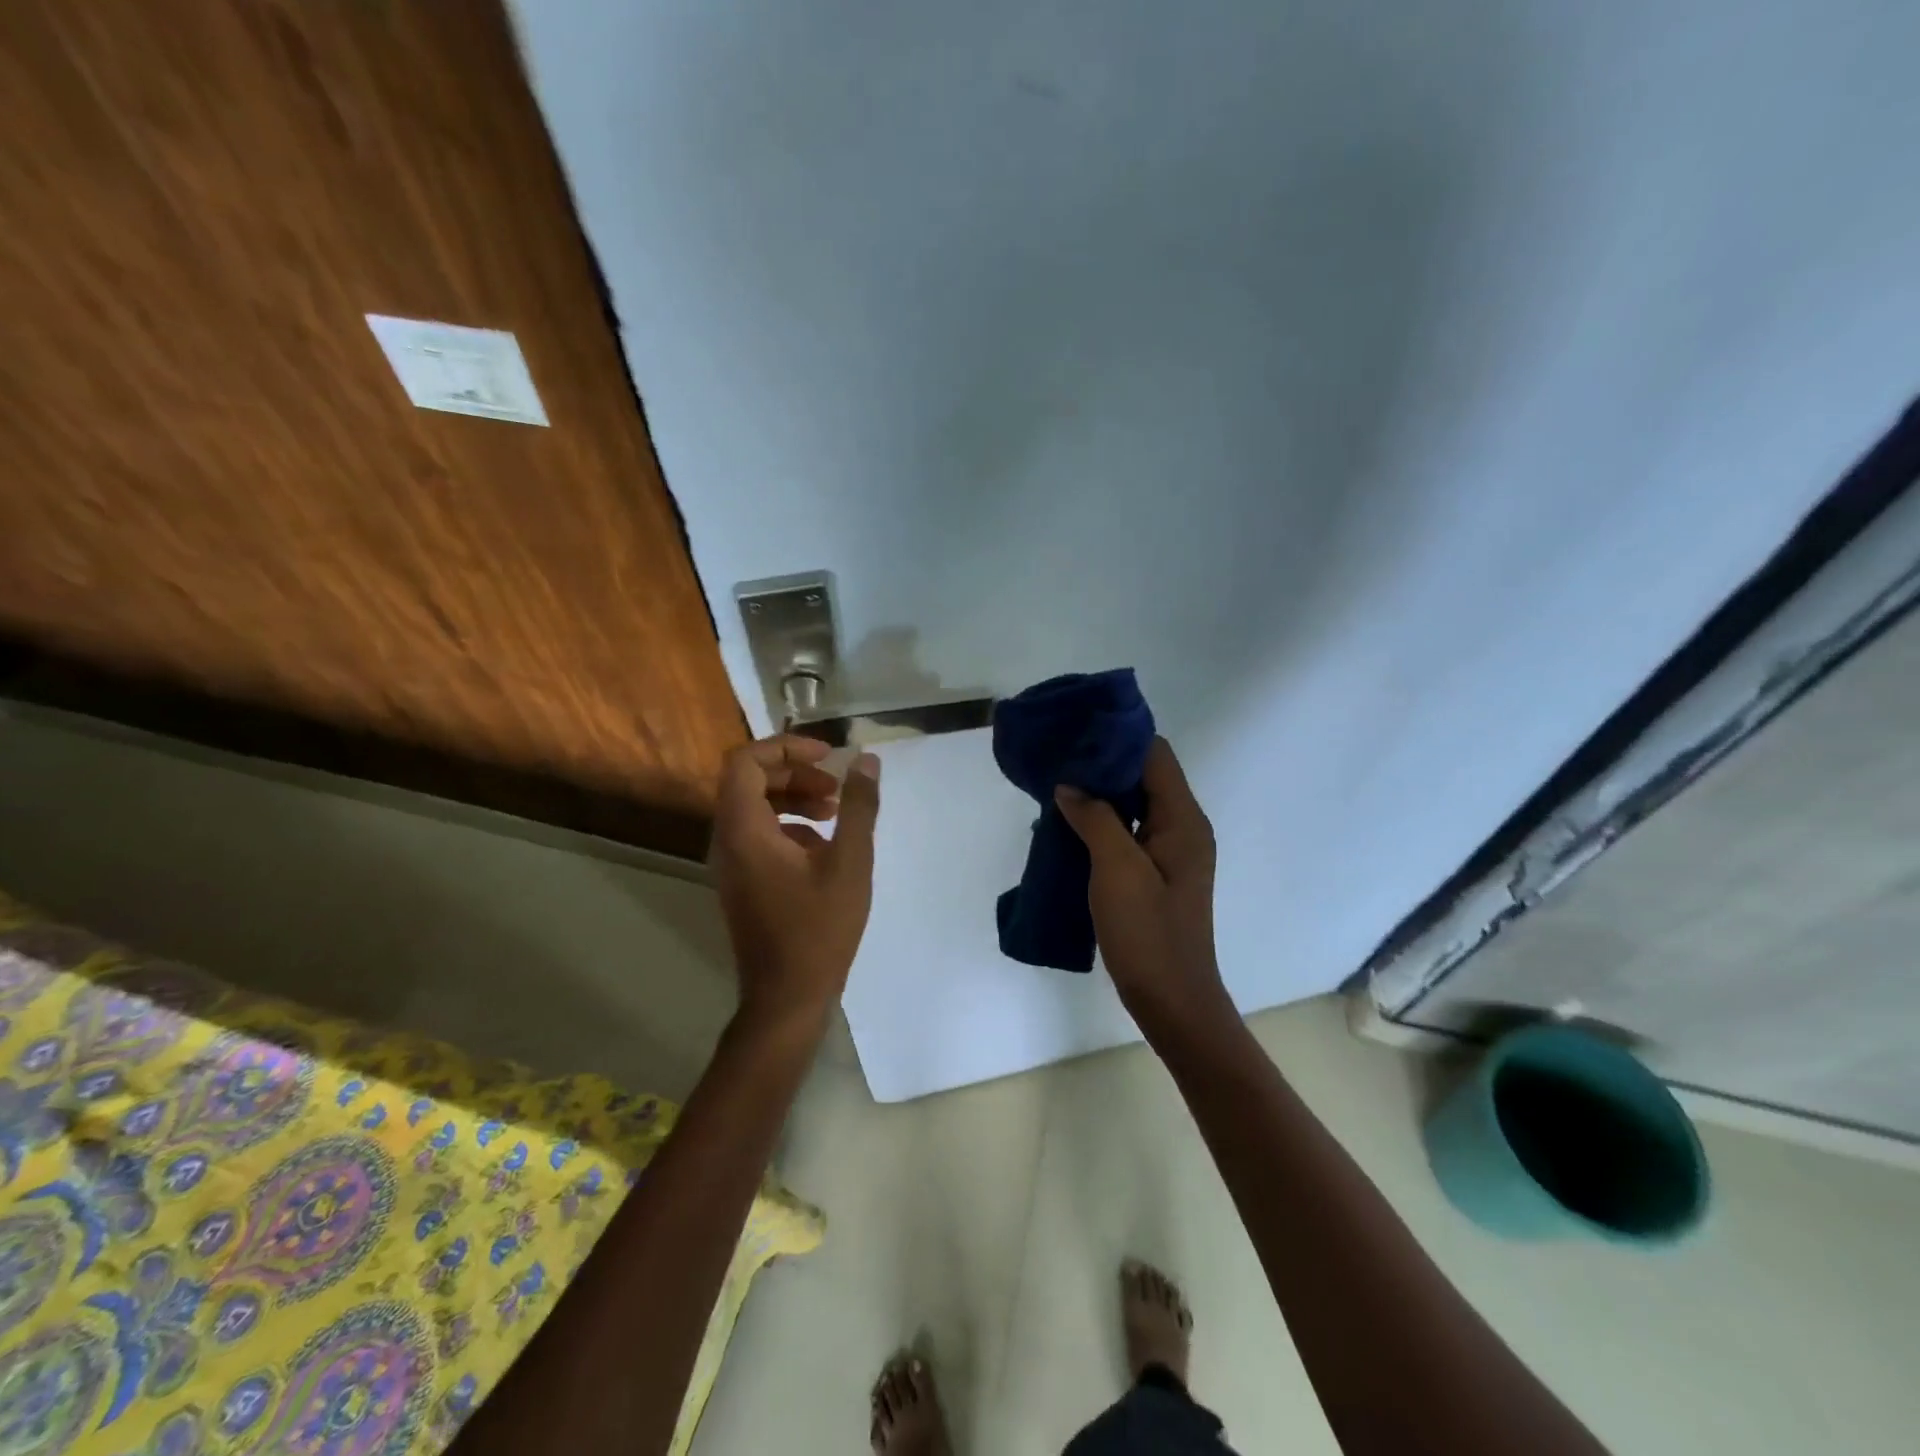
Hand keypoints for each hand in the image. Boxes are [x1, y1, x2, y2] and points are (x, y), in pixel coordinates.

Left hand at [708, 735, 881, 1032]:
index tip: (827, 756)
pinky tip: (825, 848)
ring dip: (794, 799)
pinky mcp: (743, 881)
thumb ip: (858, 808)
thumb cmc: (819, 929)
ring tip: (835, 813)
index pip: (746, 762)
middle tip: (836, 787)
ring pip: (755, 808)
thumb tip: (866, 762)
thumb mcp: (850, 863)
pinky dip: (790, 826)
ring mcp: (731, 863)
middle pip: (750, 781)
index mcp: (744, 830)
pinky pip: (759, 834)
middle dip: (796, 773)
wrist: (787, 998)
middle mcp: (727, 840)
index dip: (786, 748)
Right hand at [1054, 737, 1228, 1029]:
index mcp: (1183, 821)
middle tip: (1059, 759)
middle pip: (1145, 777)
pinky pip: (1128, 833)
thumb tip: (1069, 786)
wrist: (1172, 1000)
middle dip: (1103, 765)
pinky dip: (1102, 823)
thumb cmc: (1148, 933)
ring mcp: (1170, 854)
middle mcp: (1182, 829)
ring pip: (1134, 806)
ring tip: (1057, 788)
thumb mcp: (1117, 870)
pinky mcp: (1155, 875)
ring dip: (1100, 795)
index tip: (1077, 732)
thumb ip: (1095, 819)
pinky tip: (1069, 827)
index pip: (1155, 755)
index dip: (1118, 738)